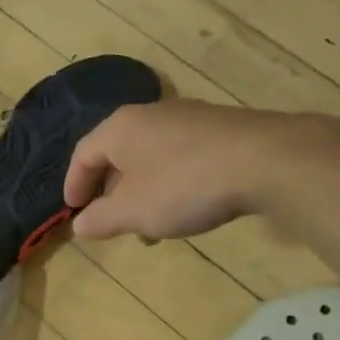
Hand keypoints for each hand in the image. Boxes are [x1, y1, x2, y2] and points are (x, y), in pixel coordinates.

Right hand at [64, 101, 272, 241]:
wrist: (266, 160)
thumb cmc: (184, 185)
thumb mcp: (133, 211)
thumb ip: (101, 219)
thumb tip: (79, 225)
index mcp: (120, 128)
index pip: (83, 154)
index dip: (74, 184)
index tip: (73, 211)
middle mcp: (150, 114)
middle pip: (117, 152)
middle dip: (109, 189)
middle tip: (109, 217)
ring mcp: (188, 117)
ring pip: (150, 155)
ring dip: (141, 189)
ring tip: (149, 221)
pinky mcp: (220, 128)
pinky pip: (180, 155)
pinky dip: (170, 181)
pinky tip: (185, 205)